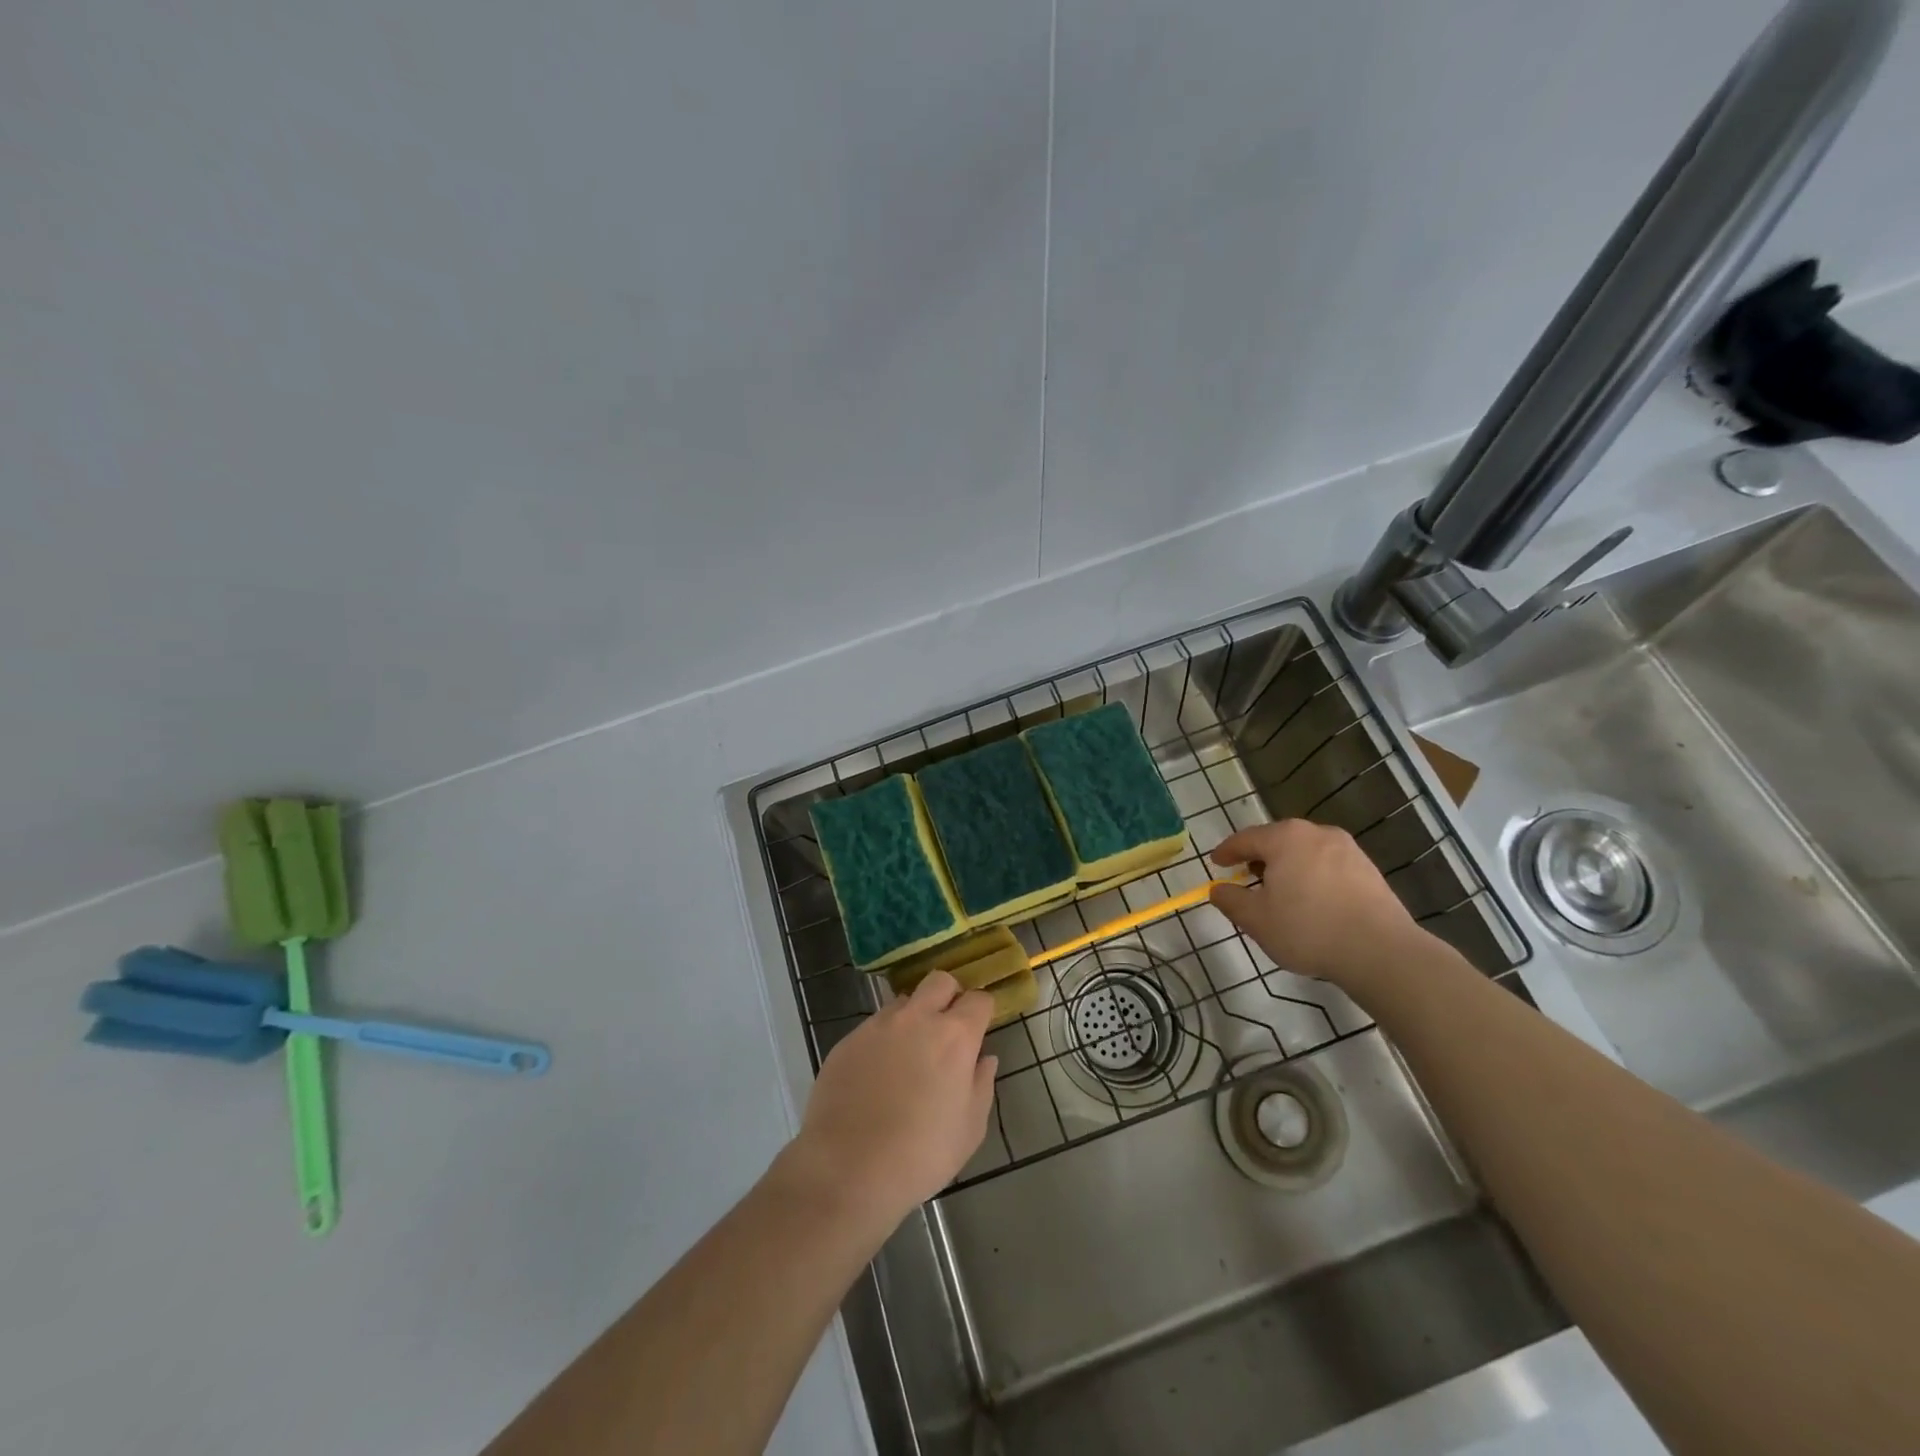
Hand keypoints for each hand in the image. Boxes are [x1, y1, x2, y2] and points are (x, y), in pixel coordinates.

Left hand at [778, 971, 997, 1231]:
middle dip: (949, 996)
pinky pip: (874, 1026)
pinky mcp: (847, 1040)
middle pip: (940, 981)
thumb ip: (981, 1085)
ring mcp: (878, 1026)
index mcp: (954, 1037)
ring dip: (913, 1017)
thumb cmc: (920, 1155)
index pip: (978, 1000)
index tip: (980, 1030)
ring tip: (908, 1056)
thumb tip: (984, 1058)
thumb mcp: (969, 1130)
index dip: (983, 1011)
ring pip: (903, 1001)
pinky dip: (883, 1040)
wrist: (846, 1169)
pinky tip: (877, 1075)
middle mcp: (917, 1019)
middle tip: (947, 1029)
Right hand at [1209, 820, 1424, 988]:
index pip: (1245, 838)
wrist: (1381, 951)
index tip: (1216, 863)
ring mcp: (1347, 849)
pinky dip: (1312, 876)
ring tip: (1280, 891)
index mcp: (1285, 838)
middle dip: (1259, 857)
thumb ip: (1231, 900)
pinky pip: (1328, 865)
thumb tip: (1218, 889)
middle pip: (1278, 840)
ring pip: (1305, 851)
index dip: (1227, 851)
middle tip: (1246, 876)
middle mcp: (1316, 833)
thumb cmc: (1308, 929)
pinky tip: (1312, 901)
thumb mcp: (1256, 919)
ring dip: (1288, 866)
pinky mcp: (1368, 869)